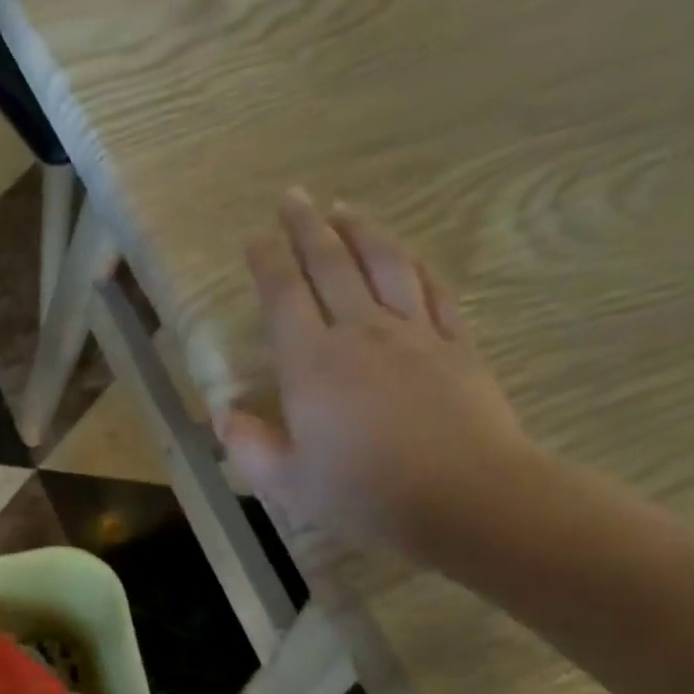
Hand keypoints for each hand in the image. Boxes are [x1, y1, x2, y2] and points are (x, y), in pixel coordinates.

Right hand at [219, 187, 533, 553]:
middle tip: (293, 197)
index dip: (267, 262)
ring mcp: (414, 334)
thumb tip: (226, 417)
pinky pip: (433, 291)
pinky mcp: (456, 345)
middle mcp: (360, 332)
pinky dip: (415, 265)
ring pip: (384, 266)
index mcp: (312, 363)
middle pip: (331, 266)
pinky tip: (406, 254)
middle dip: (307, 228)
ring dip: (361, 233)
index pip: (283, 296)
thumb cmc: (365, 492)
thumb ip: (249, 447)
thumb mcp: (286, 482)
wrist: (468, 497)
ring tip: (345, 208)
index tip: (255, 237)